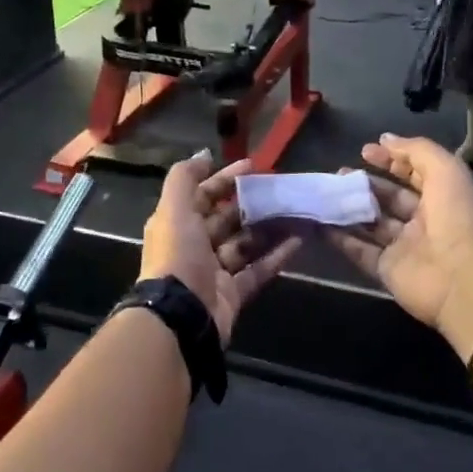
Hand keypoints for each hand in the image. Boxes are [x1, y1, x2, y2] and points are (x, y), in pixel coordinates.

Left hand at [139, 154, 302, 342]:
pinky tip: (298, 241)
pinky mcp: (233, 293)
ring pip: (245, 244)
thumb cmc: (177, 256)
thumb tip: (203, 155)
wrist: (180, 317)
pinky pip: (258, 270)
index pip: (203, 195)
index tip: (253, 166)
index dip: (225, 179)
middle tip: (280, 190)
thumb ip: (184, 178)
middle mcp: (194, 246)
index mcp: (176, 224)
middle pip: (226, 219)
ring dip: (268, 228)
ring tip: (295, 212)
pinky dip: (276, 256)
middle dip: (251, 204)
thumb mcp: (173, 210)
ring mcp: (215, 271)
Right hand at [326, 134, 472, 352]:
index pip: (414, 173)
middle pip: (390, 198)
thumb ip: (415, 150)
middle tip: (338, 173)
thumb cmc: (458, 217)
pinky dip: (340, 238)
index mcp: (443, 197)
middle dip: (365, 184)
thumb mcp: (446, 170)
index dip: (392, 159)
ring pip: (372, 224)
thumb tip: (384, 139)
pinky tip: (319, 222)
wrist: (464, 280)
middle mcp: (424, 221)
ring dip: (349, 208)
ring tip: (325, 193)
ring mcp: (404, 247)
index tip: (364, 150)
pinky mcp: (387, 270)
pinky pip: (359, 251)